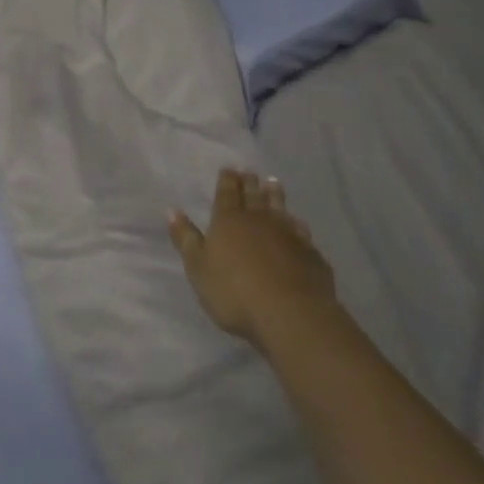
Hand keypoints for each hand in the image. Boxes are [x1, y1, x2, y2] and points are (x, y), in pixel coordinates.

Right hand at [169, 169, 338, 353]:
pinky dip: (296, 223)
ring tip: (273, 183)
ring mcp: (288, 235)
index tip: (229, 169)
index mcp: (228, 220)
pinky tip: (298, 223)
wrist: (291, 315)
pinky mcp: (310, 254)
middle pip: (254, 196)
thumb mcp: (198, 268)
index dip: (227, 180)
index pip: (227, 193)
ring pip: (280, 208)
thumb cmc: (234, 292)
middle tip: (250, 172)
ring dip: (275, 195)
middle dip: (250, 183)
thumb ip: (186, 239)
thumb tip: (172, 211)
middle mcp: (259, 220)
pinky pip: (301, 231)